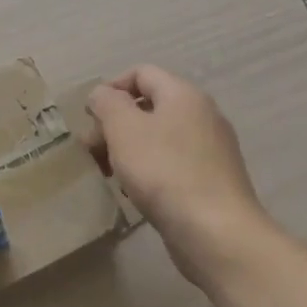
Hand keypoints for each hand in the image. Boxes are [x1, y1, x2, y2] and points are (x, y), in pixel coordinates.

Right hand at [85, 65, 268, 288]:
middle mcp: (202, 115)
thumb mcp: (123, 129)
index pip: (141, 73)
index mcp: (183, 94)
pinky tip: (135, 193)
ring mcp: (211, 149)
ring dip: (128, 150)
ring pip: (158, 137)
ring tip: (109, 174)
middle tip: (92, 151)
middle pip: (149, 106)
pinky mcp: (212, 180)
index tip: (90, 118)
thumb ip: (107, 103)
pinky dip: (149, 170)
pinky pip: (172, 163)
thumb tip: (103, 94)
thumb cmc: (164, 172)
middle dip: (114, 124)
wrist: (217, 233)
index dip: (110, 89)